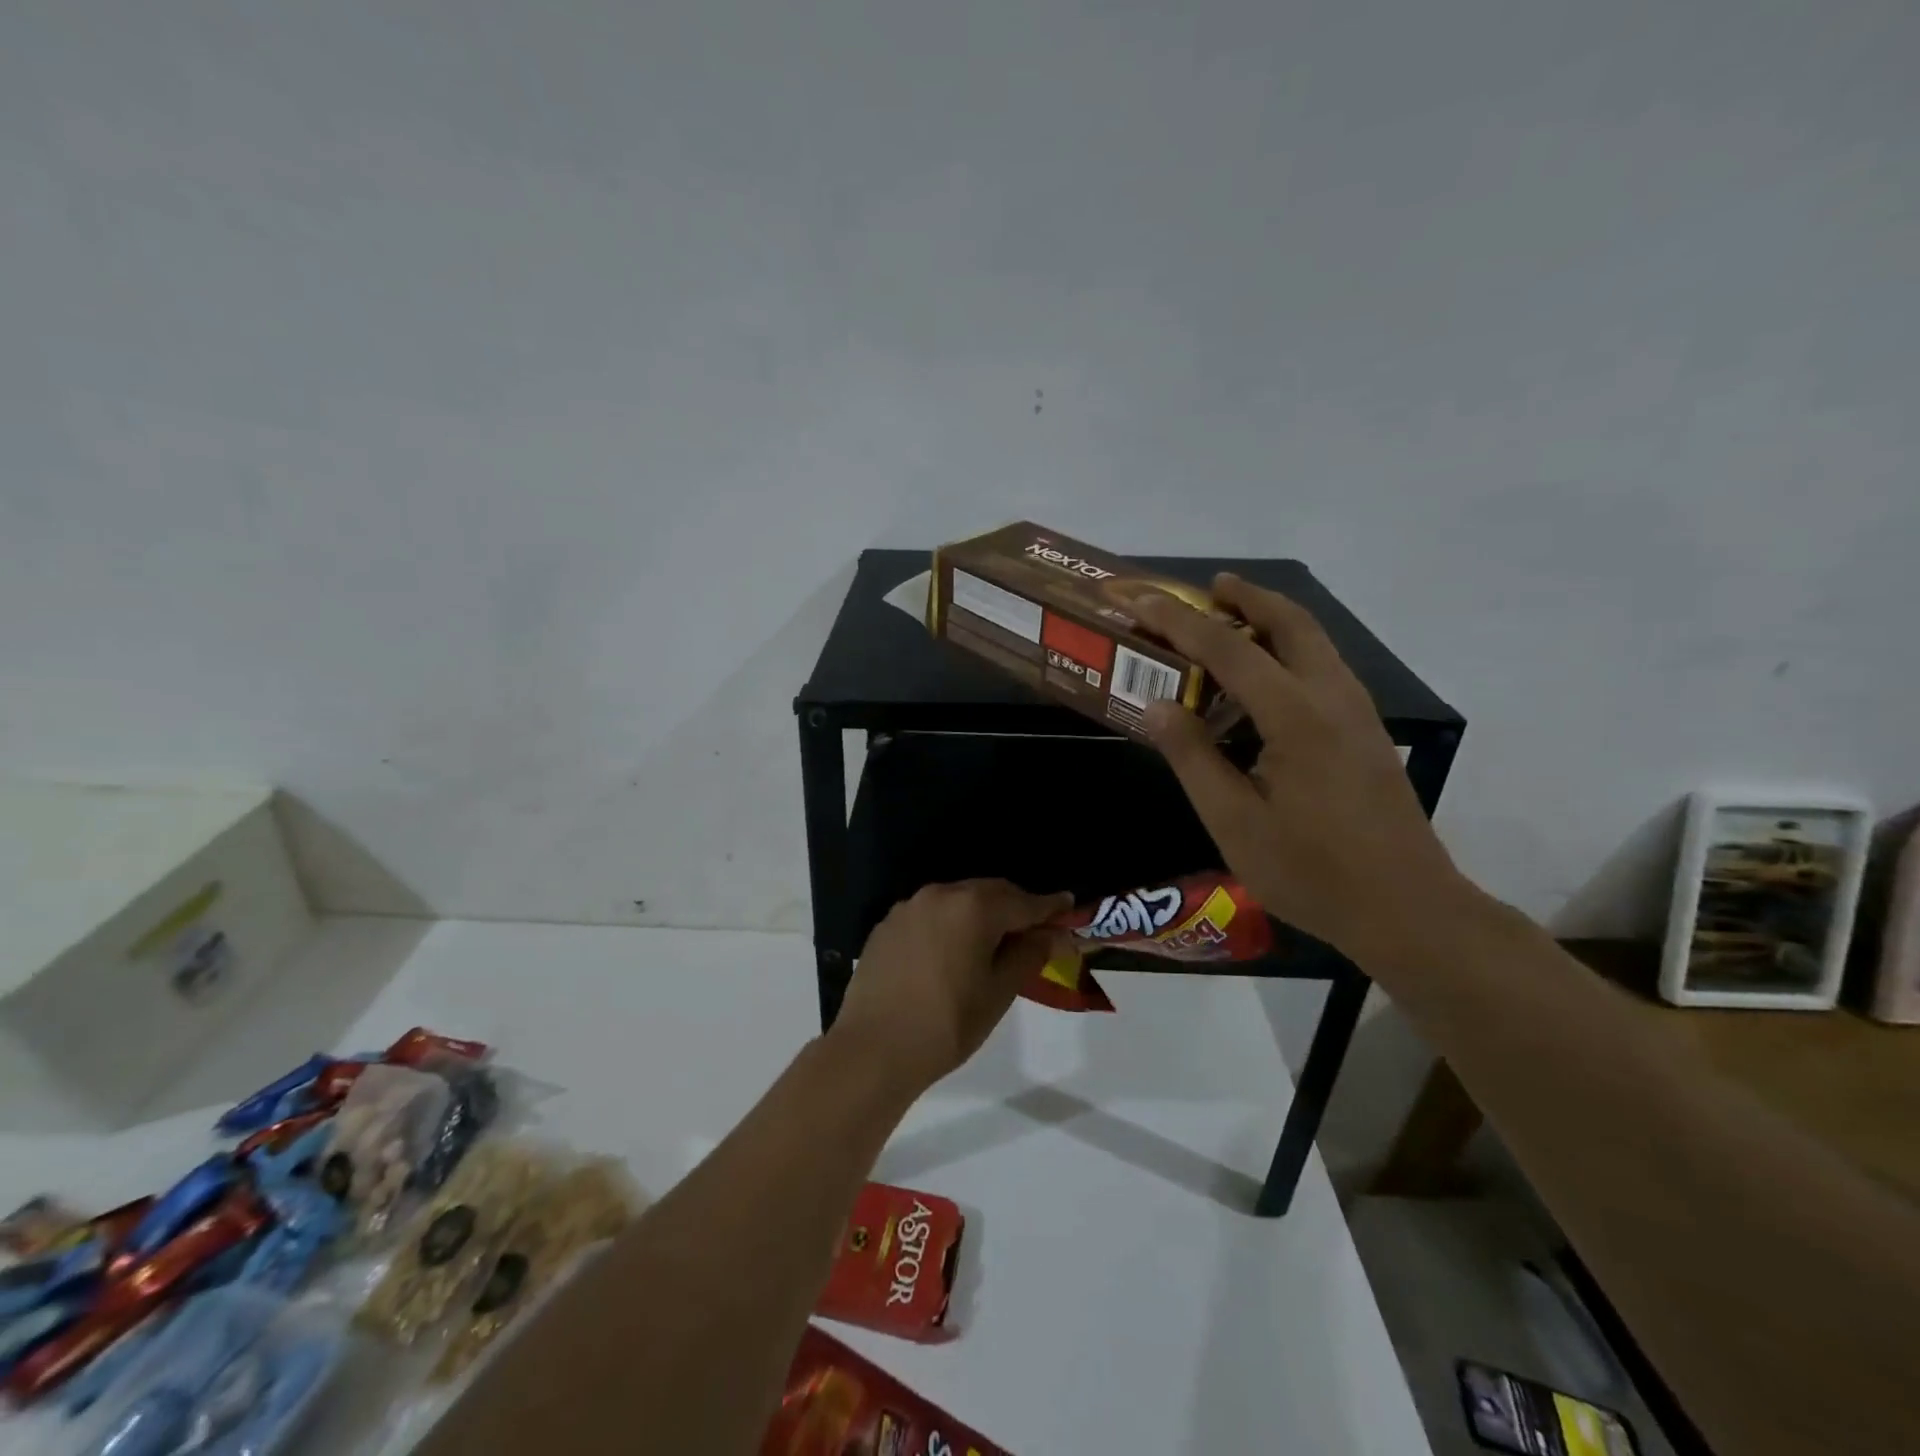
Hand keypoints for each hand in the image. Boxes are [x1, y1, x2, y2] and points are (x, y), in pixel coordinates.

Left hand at [832, 880, 1071, 1092]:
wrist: (873, 1049)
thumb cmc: (948, 1024)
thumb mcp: (999, 992)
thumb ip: (1029, 954)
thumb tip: (1053, 933)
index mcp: (973, 907)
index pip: (1023, 901)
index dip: (1050, 906)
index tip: (1069, 905)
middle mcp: (940, 894)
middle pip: (989, 892)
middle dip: (1014, 906)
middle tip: (1035, 928)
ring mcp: (909, 907)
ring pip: (958, 900)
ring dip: (981, 913)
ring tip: (993, 940)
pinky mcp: (887, 924)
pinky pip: (930, 914)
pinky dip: (950, 923)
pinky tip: (951, 950)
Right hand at [1132, 575, 1468, 968]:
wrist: (1407, 907)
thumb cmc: (1311, 871)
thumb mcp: (1234, 821)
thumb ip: (1193, 757)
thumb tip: (1156, 705)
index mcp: (1296, 716)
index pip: (1228, 649)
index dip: (1179, 622)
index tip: (1142, 600)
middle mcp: (1333, 697)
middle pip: (1291, 622)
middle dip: (1247, 597)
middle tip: (1207, 588)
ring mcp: (1358, 712)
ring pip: (1314, 641)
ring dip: (1270, 620)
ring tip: (1229, 621)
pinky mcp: (1366, 731)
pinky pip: (1323, 668)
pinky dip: (1288, 650)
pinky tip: (1262, 681)